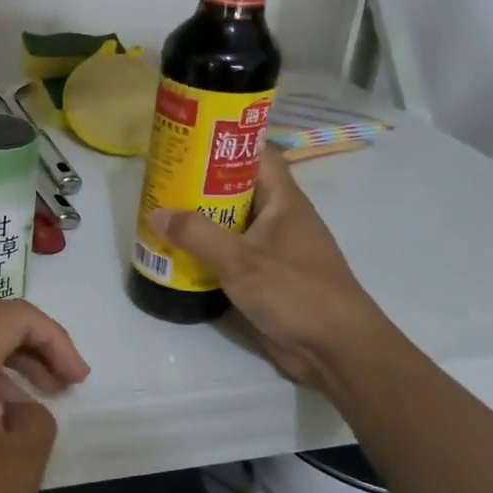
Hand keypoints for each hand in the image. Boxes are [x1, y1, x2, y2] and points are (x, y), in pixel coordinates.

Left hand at [0, 301, 90, 492]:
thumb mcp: (18, 465)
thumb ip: (37, 421)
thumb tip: (20, 409)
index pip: (13, 315)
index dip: (55, 337)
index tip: (77, 381)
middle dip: (37, 348)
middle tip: (67, 387)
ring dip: (15, 370)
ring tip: (42, 406)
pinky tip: (5, 429)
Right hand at [148, 154, 388, 389]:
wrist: (336, 350)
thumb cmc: (295, 292)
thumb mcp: (240, 260)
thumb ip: (197, 234)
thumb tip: (156, 213)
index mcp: (285, 201)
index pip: (257, 156)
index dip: (226, 144)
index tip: (188, 142)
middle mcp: (281, 219)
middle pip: (239, 190)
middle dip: (202, 184)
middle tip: (163, 181)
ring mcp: (275, 250)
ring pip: (233, 224)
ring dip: (202, 221)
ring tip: (162, 214)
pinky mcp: (267, 278)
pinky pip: (232, 254)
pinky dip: (208, 252)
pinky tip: (179, 255)